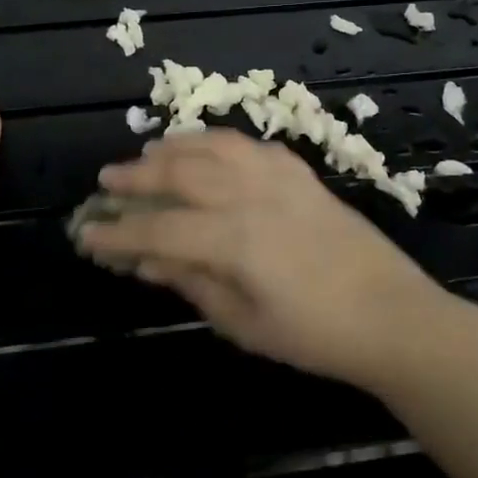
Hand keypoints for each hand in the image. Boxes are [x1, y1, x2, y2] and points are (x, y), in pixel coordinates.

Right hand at [80, 129, 447, 388]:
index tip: (87, 233)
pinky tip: (206, 150)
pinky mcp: (299, 172)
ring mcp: (278, 177)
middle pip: (180, 174)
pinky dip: (218, 142)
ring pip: (212, 147)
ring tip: (149, 153)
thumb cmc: (315, 334)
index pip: (159, 230)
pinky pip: (249, 145)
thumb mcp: (244, 324)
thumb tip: (145, 263)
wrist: (390, 314)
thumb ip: (192, 284)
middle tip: (107, 180)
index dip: (119, 233)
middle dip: (137, 177)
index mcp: (234, 239)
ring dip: (175, 148)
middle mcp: (250, 195)